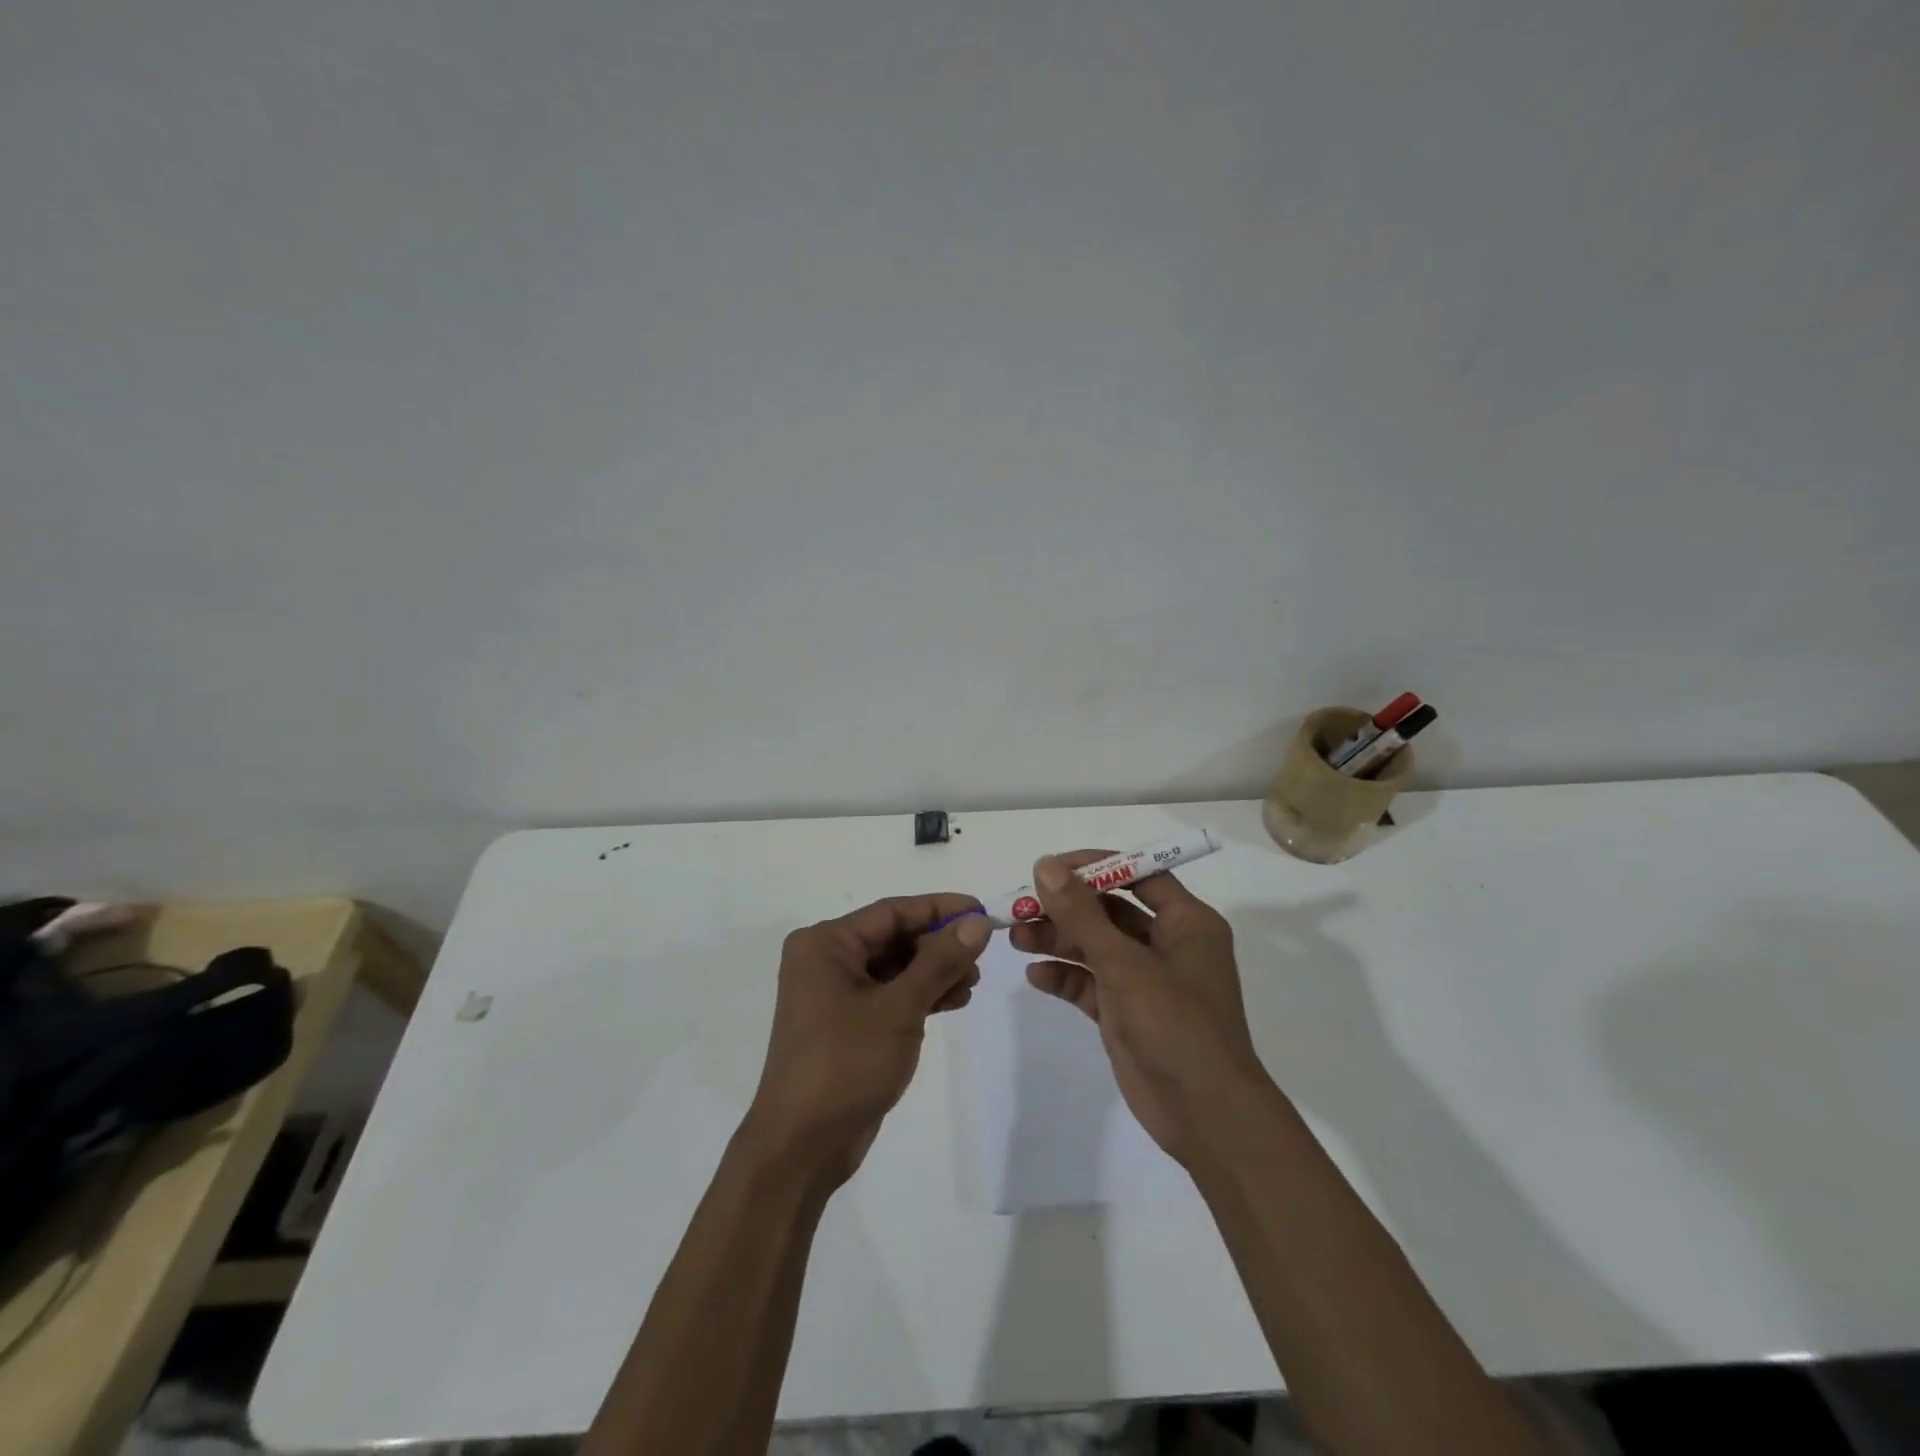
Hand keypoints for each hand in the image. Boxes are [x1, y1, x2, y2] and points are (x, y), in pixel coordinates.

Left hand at [744, 893, 990, 1185]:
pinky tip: (954, 1001)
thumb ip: (939, 961)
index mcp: (826, 944)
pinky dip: (920, 995)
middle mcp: (826, 960)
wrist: (802, 1146)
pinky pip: (890, 994)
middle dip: (939, 945)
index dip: (939, 909)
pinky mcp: (847, 1023)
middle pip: (894, 938)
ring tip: (972, 984)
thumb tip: (977, 922)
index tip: (982, 910)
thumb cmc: (845, 1063)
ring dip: (934, 972)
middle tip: (981, 958)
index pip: (892, 912)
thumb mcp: (899, 1007)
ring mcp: (835, 994)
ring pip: (896, 967)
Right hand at [1012, 852, 1269, 1165]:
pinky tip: (1036, 976)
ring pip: (1096, 947)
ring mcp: (1146, 981)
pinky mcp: (1127, 1013)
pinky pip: (1091, 984)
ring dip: (1058, 941)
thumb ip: (1082, 915)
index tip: (1050, 868)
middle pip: (1110, 911)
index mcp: (1186, 923)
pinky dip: (1065, 977)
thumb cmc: (1176, 1026)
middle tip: (1022, 907)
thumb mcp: (1125, 964)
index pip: (1137, 875)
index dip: (1094, 867)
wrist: (1206, 1117)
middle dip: (1066, 908)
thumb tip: (1046, 866)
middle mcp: (1168, 945)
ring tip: (1017, 939)